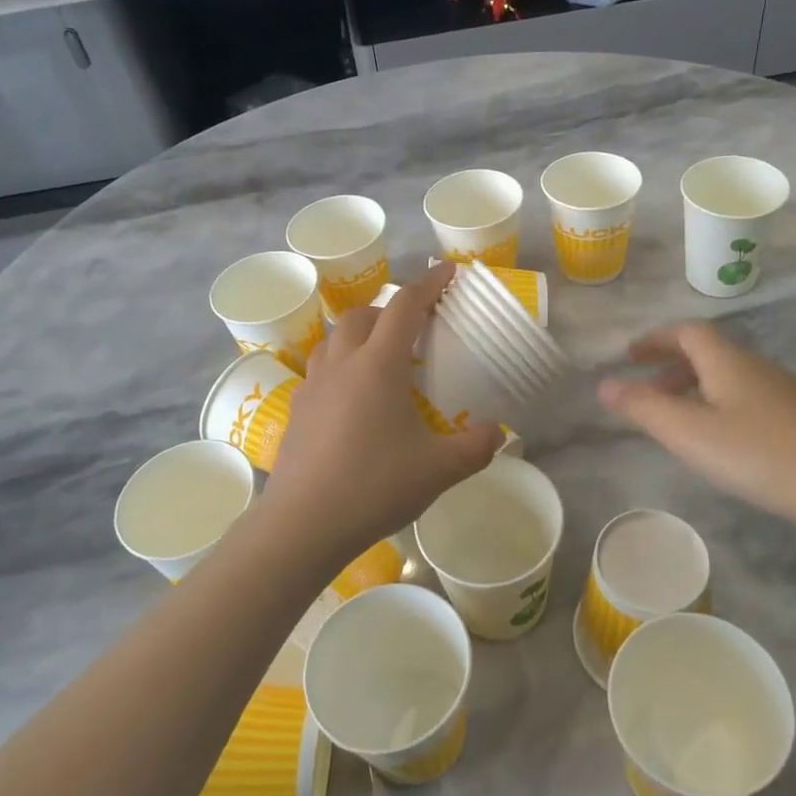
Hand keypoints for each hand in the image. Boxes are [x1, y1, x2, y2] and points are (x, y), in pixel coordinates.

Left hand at [260, 263, 502, 569]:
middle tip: (414, 328)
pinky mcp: (298, 410)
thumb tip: (497, 433)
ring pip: (335, 339)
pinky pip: (321, 369)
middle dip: (390, 310)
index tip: (448, 271)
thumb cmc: (374, 486)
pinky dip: (342, 364)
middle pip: (363, 315)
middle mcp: (342, 364)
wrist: (304, 524)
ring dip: (360, 333)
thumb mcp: (439, 469)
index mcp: (378, 365)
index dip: (429, 285)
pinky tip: (353, 397)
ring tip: (380, 356)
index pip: (405, 308)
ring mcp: (313, 385)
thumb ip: (475, 447)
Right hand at [598, 323, 795, 533]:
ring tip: (674, 416)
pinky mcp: (794, 417)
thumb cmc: (757, 453)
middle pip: (706, 351)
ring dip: (693, 385)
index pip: (686, 332)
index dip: (655, 339)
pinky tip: (716, 437)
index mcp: (726, 361)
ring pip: (725, 376)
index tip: (629, 356)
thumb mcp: (689, 433)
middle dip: (670, 363)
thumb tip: (603, 384)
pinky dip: (715, 403)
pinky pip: (742, 396)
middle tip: (645, 386)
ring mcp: (779, 391)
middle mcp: (753, 366)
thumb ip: (643, 407)